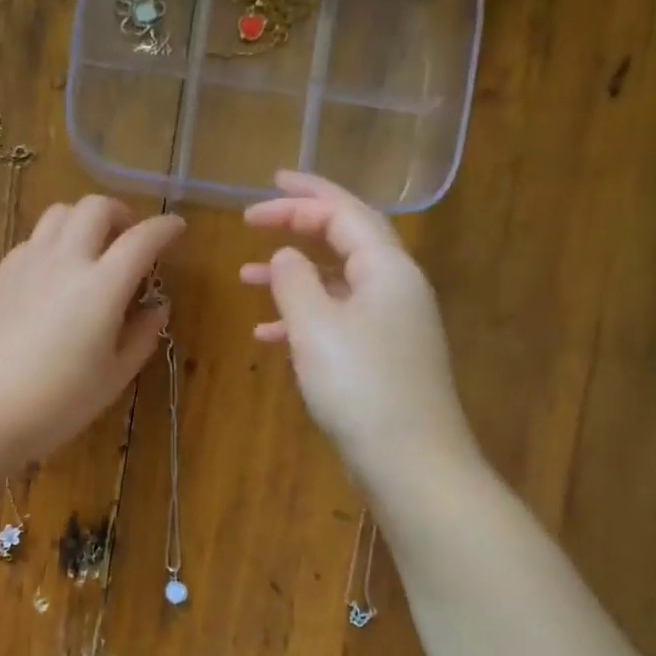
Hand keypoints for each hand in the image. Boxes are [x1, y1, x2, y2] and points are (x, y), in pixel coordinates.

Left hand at [0, 194, 184, 468]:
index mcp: (102, 286)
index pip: (142, 239)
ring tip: (91, 250)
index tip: (176, 229)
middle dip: (121, 214)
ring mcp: (27, 263)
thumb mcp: (114, 376)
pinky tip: (55, 275)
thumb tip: (157, 306)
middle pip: (96, 207)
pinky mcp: (0, 275)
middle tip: (129, 240)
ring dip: (84, 221)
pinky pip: (33, 239)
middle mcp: (65, 261)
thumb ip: (142, 335)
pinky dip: (54, 242)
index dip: (165, 228)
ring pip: (59, 213)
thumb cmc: (59, 402)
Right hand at [242, 171, 477, 476]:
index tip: (260, 193)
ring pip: (335, 283)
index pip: (344, 212)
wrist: (410, 462)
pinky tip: (267, 335)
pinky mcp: (380, 357)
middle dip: (298, 226)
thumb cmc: (361, 386)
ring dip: (293, 275)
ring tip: (246, 278)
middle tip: (253, 221)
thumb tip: (285, 255)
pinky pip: (336, 320)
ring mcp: (390, 324)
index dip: (302, 196)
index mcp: (387, 269)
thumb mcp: (316, 326)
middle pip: (344, 240)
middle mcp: (395, 288)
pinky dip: (302, 318)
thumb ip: (294, 281)